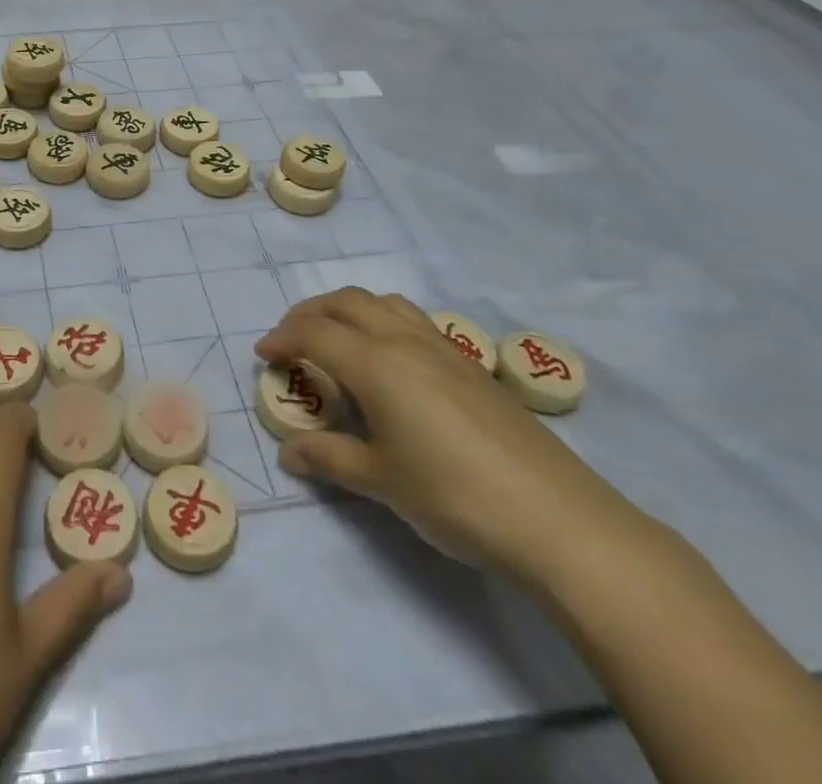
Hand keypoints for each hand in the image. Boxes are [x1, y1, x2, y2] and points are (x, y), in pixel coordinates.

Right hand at [255, 289, 641, 583]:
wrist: (559, 519)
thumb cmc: (455, 497)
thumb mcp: (381, 482)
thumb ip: (329, 458)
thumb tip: (288, 450)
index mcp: (376, 364)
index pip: (314, 333)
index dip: (282, 339)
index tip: (262, 356)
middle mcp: (405, 341)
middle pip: (346, 302)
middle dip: (309, 313)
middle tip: (290, 340)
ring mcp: (443, 349)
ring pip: (384, 303)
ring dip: (348, 310)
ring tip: (336, 339)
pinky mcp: (471, 366)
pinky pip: (413, 321)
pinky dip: (383, 322)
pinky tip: (390, 363)